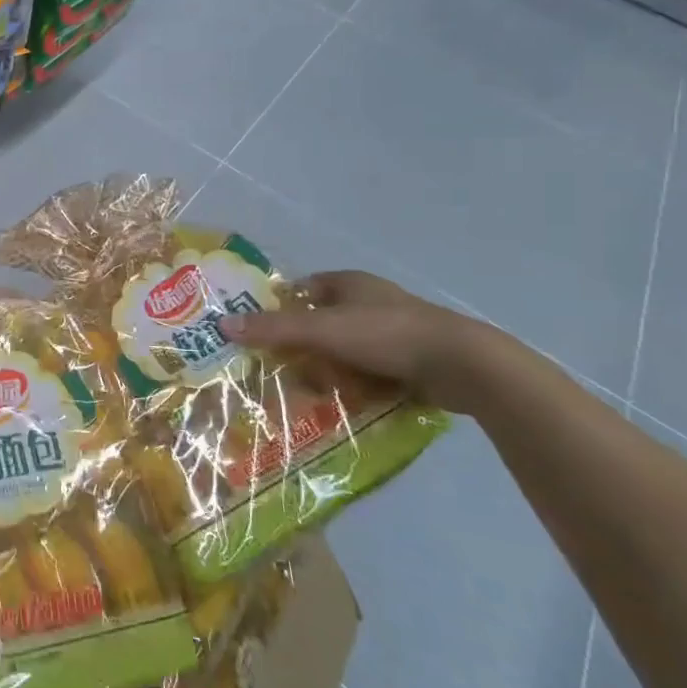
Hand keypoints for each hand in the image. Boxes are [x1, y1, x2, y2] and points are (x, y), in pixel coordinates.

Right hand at [224, 271, 507, 414]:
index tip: (257, 333)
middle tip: (278, 371)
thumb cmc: (386, 334)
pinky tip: (340, 404)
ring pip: (342, 352)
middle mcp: (368, 303)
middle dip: (300, 348)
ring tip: (307, 394)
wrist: (463, 366)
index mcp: (349, 283)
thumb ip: (273, 328)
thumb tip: (222, 325)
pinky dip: (353, 386)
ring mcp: (391, 333)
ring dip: (326, 371)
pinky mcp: (409, 362)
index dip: (278, 308)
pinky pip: (368, 373)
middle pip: (319, 324)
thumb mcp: (322, 330)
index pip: (301, 290)